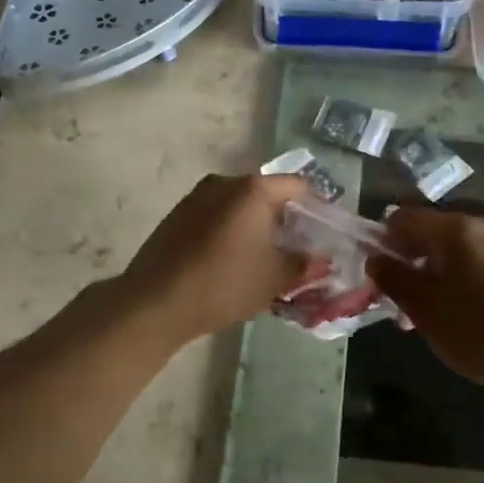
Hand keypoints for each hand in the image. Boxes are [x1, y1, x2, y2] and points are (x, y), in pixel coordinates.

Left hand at [118, 173, 316, 344]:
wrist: (156, 300)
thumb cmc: (225, 283)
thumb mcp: (274, 278)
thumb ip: (303, 263)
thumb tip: (319, 258)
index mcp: (254, 189)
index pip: (299, 186)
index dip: (318, 208)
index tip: (326, 233)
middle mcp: (225, 182)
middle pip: (267, 193)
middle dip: (286, 218)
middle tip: (299, 248)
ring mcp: (197, 196)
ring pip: (239, 205)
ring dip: (257, 225)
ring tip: (266, 257)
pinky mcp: (178, 215)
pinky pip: (217, 215)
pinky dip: (232, 231)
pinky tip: (233, 259)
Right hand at [368, 205, 483, 402]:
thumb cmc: (481, 331)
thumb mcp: (425, 310)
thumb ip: (394, 279)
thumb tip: (376, 259)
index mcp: (456, 229)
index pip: (403, 217)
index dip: (384, 242)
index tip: (381, 276)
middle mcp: (483, 223)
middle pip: (430, 231)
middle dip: (411, 260)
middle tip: (403, 300)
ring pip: (455, 247)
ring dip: (435, 271)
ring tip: (433, 312)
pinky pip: (478, 258)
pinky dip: (461, 275)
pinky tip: (464, 310)